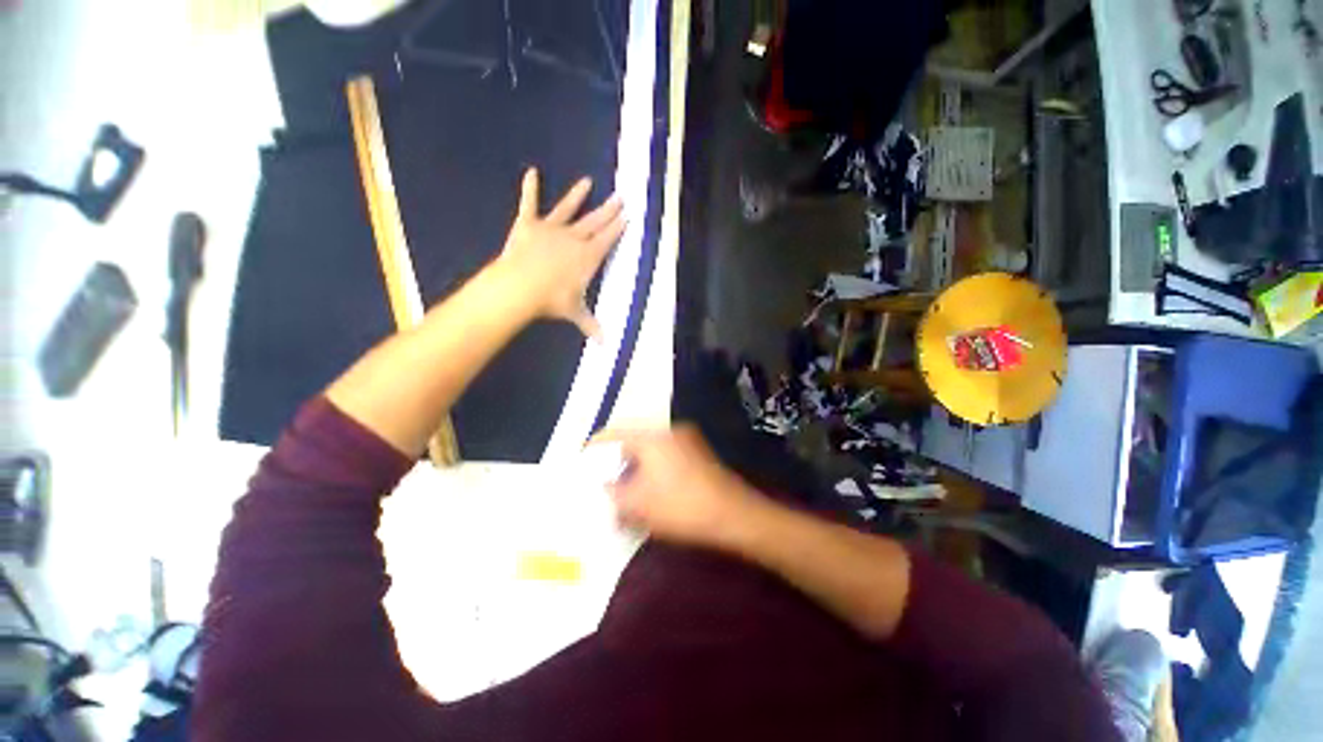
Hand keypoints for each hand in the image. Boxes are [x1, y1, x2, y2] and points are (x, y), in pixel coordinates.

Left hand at [493, 168, 625, 339]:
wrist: (521, 287)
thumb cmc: (552, 300)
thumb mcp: (575, 312)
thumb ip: (591, 324)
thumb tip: (606, 345)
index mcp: (588, 257)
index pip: (607, 239)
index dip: (618, 227)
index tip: (627, 215)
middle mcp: (574, 238)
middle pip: (595, 221)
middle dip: (608, 210)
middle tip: (620, 196)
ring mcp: (551, 229)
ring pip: (567, 209)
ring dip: (577, 195)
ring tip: (587, 181)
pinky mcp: (528, 224)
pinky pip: (529, 203)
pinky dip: (529, 188)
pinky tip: (531, 172)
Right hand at [593, 425, 763, 546]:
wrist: (734, 514)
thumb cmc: (680, 506)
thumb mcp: (637, 505)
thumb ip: (612, 494)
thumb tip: (603, 488)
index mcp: (650, 435)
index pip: (612, 433)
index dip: (594, 449)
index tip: (582, 464)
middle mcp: (667, 429)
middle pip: (631, 438)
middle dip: (615, 459)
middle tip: (603, 479)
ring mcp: (686, 438)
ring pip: (649, 446)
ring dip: (634, 463)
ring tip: (624, 487)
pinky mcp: (697, 451)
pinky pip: (664, 452)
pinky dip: (651, 465)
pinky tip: (649, 486)